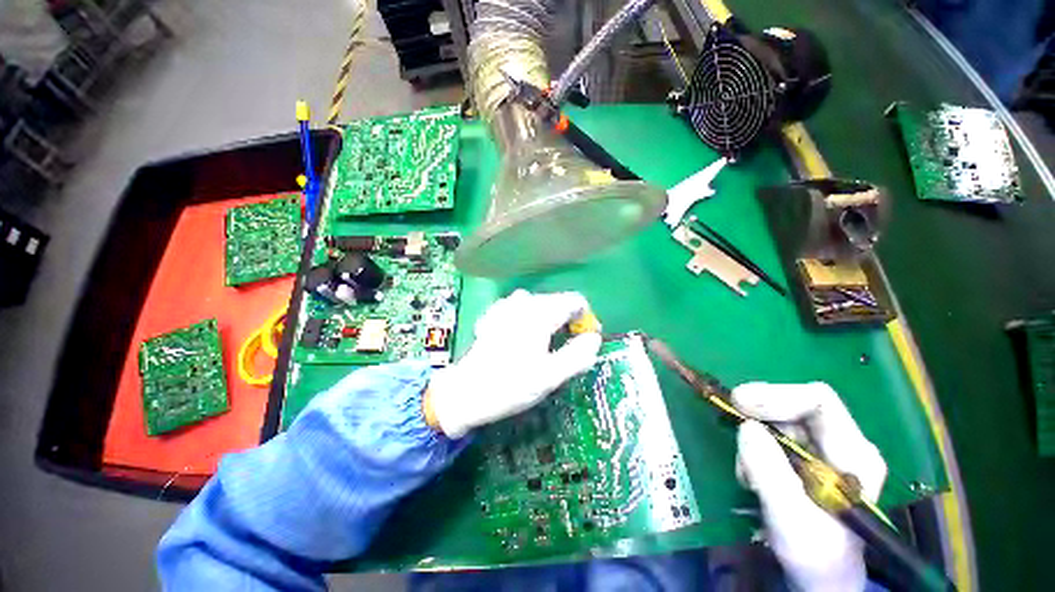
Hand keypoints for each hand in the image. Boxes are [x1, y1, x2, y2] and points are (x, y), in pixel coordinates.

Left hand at [425, 290, 602, 437]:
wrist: (466, 392)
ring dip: (548, 321)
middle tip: (564, 351)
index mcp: (540, 313)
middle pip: (558, 302)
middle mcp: (524, 301)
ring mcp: (507, 305)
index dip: (586, 319)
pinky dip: (529, 320)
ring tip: (544, 345)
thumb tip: (594, 338)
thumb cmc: (510, 385)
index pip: (575, 301)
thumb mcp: (550, 376)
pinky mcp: (495, 313)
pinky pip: (522, 309)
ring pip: (540, 305)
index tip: (585, 341)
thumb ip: (578, 355)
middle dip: (567, 322)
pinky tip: (521, 339)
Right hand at [733, 382, 886, 591]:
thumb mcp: (791, 519)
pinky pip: (769, 437)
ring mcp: (821, 450)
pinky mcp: (802, 459)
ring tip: (747, 474)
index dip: (776, 395)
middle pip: (793, 406)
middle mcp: (840, 444)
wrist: (819, 578)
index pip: (818, 401)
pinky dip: (752, 450)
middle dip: (758, 416)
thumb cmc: (815, 556)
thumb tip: (746, 427)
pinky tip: (751, 476)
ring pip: (777, 421)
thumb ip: (770, 473)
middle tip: (732, 424)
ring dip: (753, 439)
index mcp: (854, 454)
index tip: (738, 402)